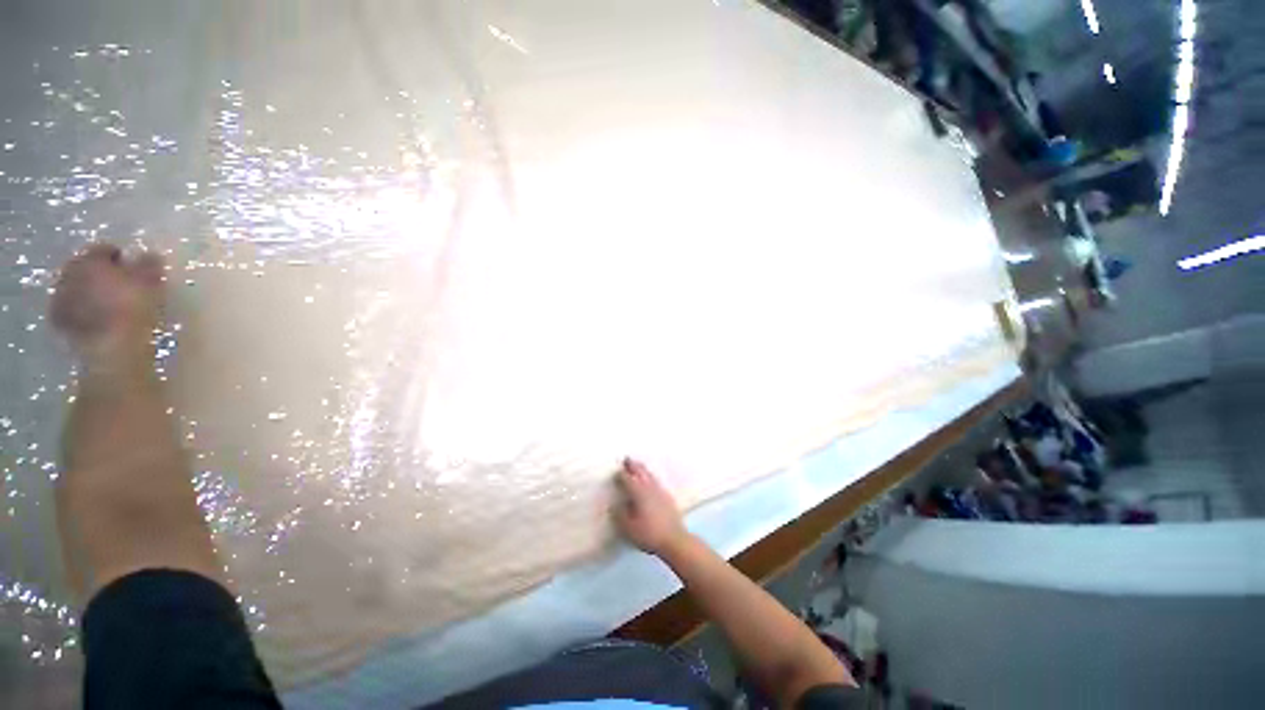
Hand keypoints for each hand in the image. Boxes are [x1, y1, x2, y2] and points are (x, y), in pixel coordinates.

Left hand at [50, 243, 164, 368]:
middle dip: (101, 275)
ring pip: (77, 290)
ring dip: (91, 294)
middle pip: (86, 269)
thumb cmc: (132, 307)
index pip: (105, 249)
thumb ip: (149, 264)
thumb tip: (149, 255)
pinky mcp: (59, 322)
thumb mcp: (151, 281)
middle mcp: (69, 273)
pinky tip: (98, 320)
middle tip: (121, 286)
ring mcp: (60, 299)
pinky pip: (72, 311)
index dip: (121, 257)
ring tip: (110, 305)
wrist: (110, 346)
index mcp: (89, 258)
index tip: (135, 268)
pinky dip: (84, 312)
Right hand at [613, 458, 689, 556]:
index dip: (621, 475)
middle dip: (633, 465)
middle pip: (640, 472)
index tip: (616, 471)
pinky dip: (651, 476)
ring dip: (643, 469)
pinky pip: (656, 481)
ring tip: (638, 465)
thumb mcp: (628, 528)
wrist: (674, 539)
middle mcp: (649, 488)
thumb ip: (620, 514)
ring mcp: (660, 491)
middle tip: (627, 459)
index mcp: (638, 493)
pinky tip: (651, 480)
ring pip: (650, 475)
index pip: (628, 479)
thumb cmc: (649, 534)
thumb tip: (615, 505)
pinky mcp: (667, 497)